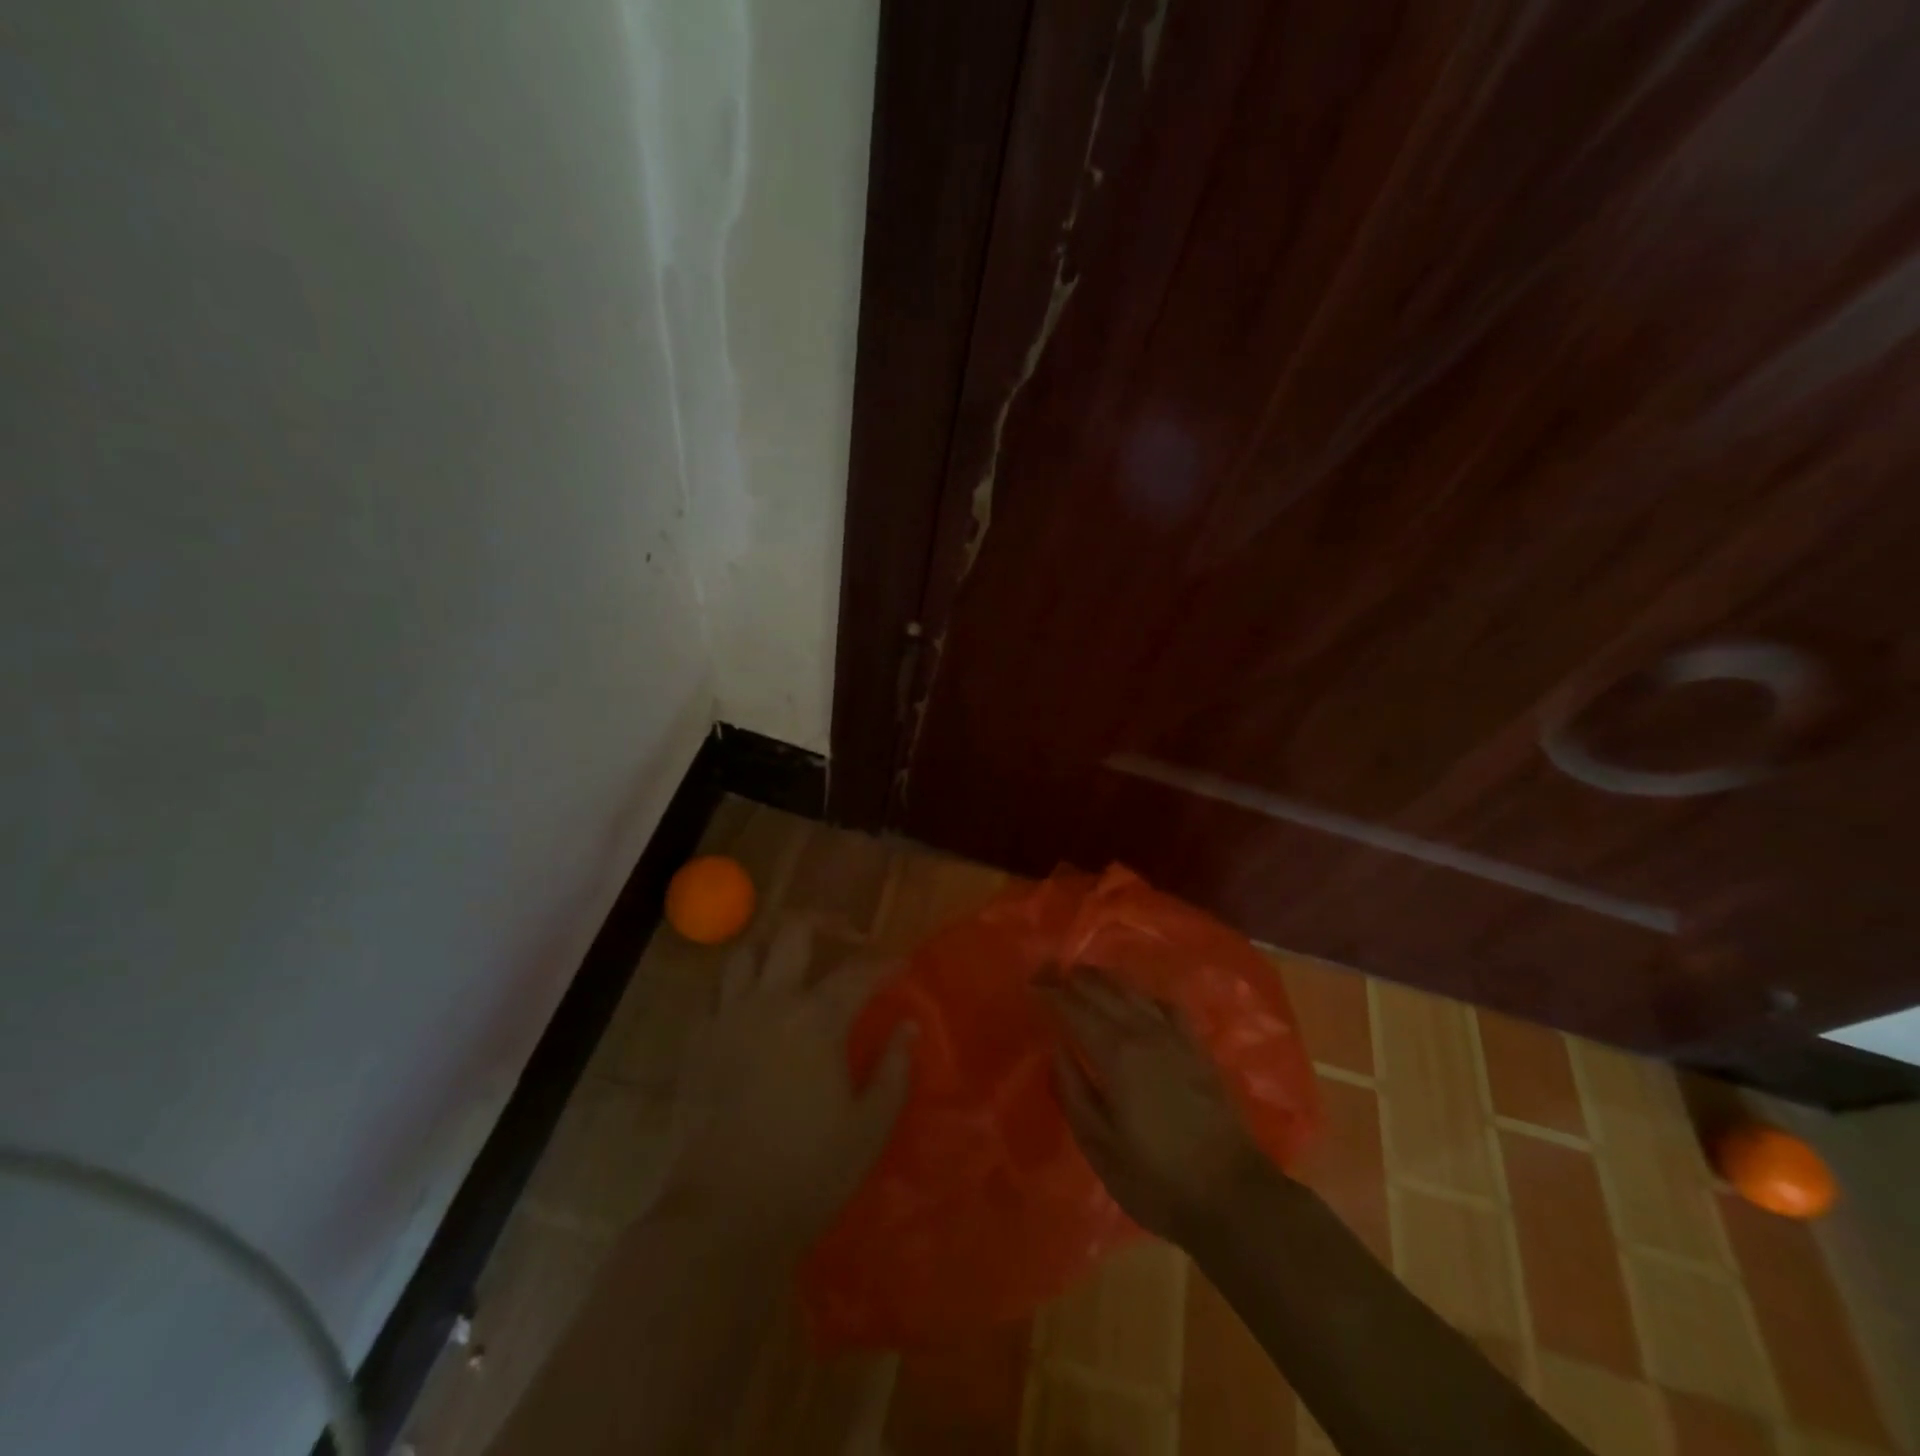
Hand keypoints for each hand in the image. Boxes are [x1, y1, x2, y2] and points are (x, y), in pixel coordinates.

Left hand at [658, 920, 915, 1256]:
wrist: (721, 1216)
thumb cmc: (807, 1173)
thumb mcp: (869, 1127)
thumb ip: (894, 1070)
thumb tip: (908, 1027)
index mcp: (815, 1020)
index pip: (858, 972)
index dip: (885, 963)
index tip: (903, 963)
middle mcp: (769, 1003)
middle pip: (793, 933)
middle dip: (824, 921)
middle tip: (846, 933)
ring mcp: (726, 1019)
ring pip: (745, 951)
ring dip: (773, 944)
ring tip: (791, 957)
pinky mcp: (696, 1043)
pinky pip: (714, 990)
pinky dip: (737, 982)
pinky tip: (750, 1001)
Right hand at [1043, 968, 1272, 1243]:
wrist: (1234, 1197)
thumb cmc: (1157, 1180)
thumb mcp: (1100, 1146)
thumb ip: (1073, 1091)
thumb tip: (1056, 1048)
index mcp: (1116, 1054)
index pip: (1074, 1008)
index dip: (1050, 993)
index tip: (1031, 984)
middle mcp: (1144, 1033)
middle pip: (1103, 990)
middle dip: (1073, 978)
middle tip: (1050, 973)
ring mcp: (1176, 1037)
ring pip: (1134, 991)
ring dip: (1105, 979)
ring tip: (1084, 977)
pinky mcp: (1198, 1048)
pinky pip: (1165, 1005)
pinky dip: (1143, 995)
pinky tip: (1138, 1001)